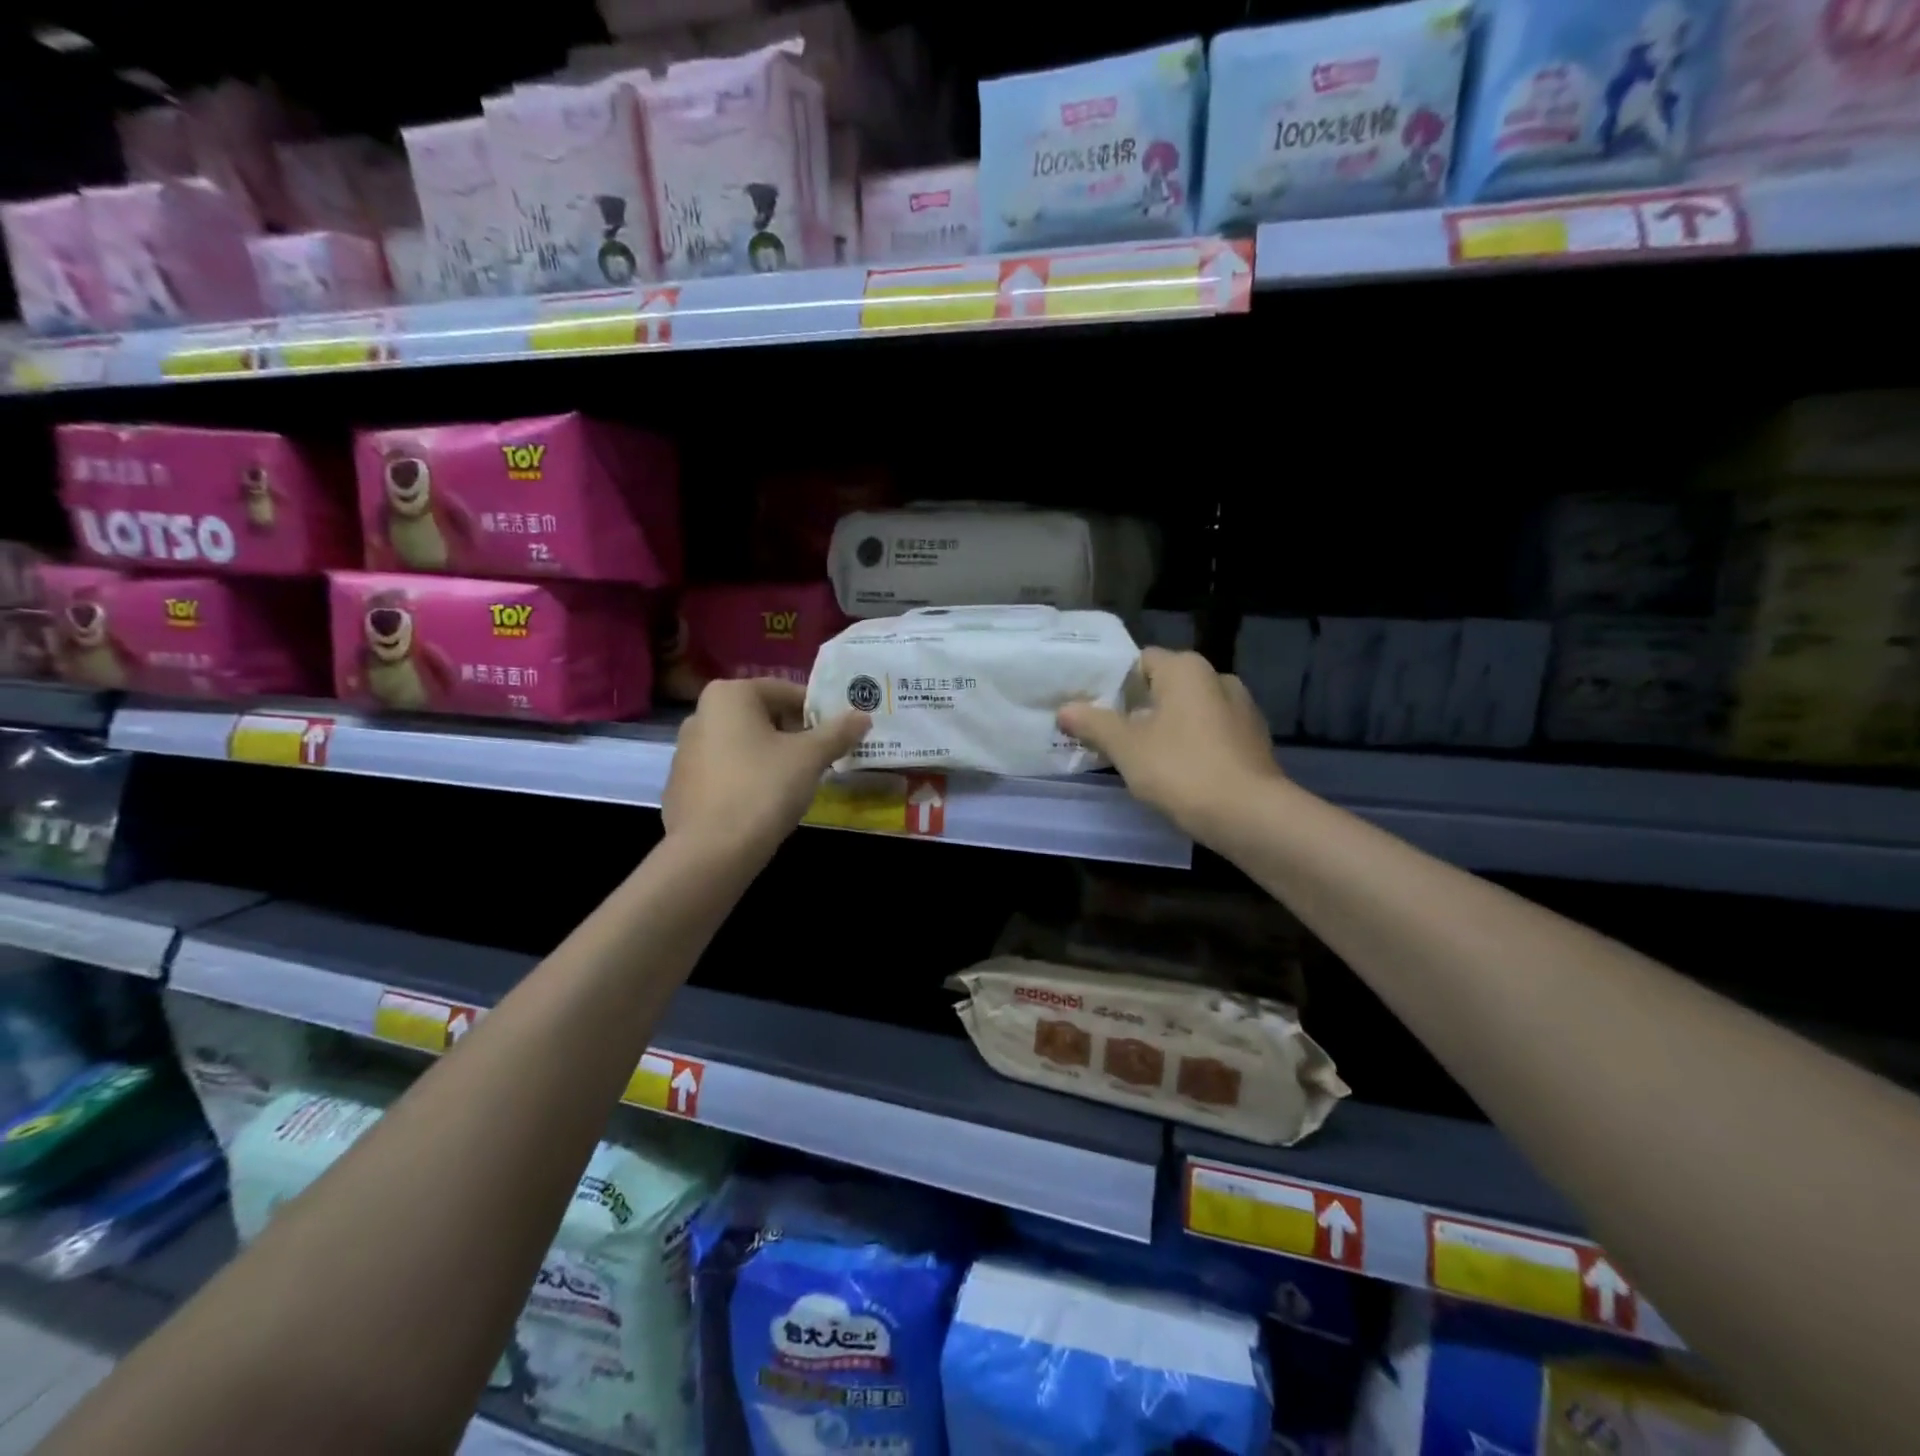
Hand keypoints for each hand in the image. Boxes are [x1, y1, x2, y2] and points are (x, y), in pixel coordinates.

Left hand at [663, 679, 868, 860]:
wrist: (711, 852)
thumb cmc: (763, 788)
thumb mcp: (810, 757)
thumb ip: (837, 732)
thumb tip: (863, 716)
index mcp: (729, 695)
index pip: (785, 691)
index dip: (817, 711)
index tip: (839, 733)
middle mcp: (701, 714)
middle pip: (763, 716)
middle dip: (795, 734)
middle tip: (822, 757)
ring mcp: (686, 751)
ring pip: (744, 744)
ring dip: (772, 756)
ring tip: (797, 782)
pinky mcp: (682, 785)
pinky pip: (726, 771)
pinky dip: (748, 777)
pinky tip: (765, 803)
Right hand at [1057, 648, 1281, 837]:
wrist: (1249, 814)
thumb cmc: (1181, 769)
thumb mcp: (1125, 747)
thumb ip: (1093, 723)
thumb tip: (1065, 709)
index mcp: (1186, 668)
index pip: (1140, 661)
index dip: (1114, 683)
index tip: (1094, 709)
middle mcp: (1218, 677)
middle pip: (1165, 686)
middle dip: (1139, 708)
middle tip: (1111, 735)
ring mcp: (1243, 708)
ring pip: (1190, 712)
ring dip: (1167, 728)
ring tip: (1142, 757)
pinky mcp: (1255, 740)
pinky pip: (1212, 734)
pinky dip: (1193, 745)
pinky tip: (1179, 772)